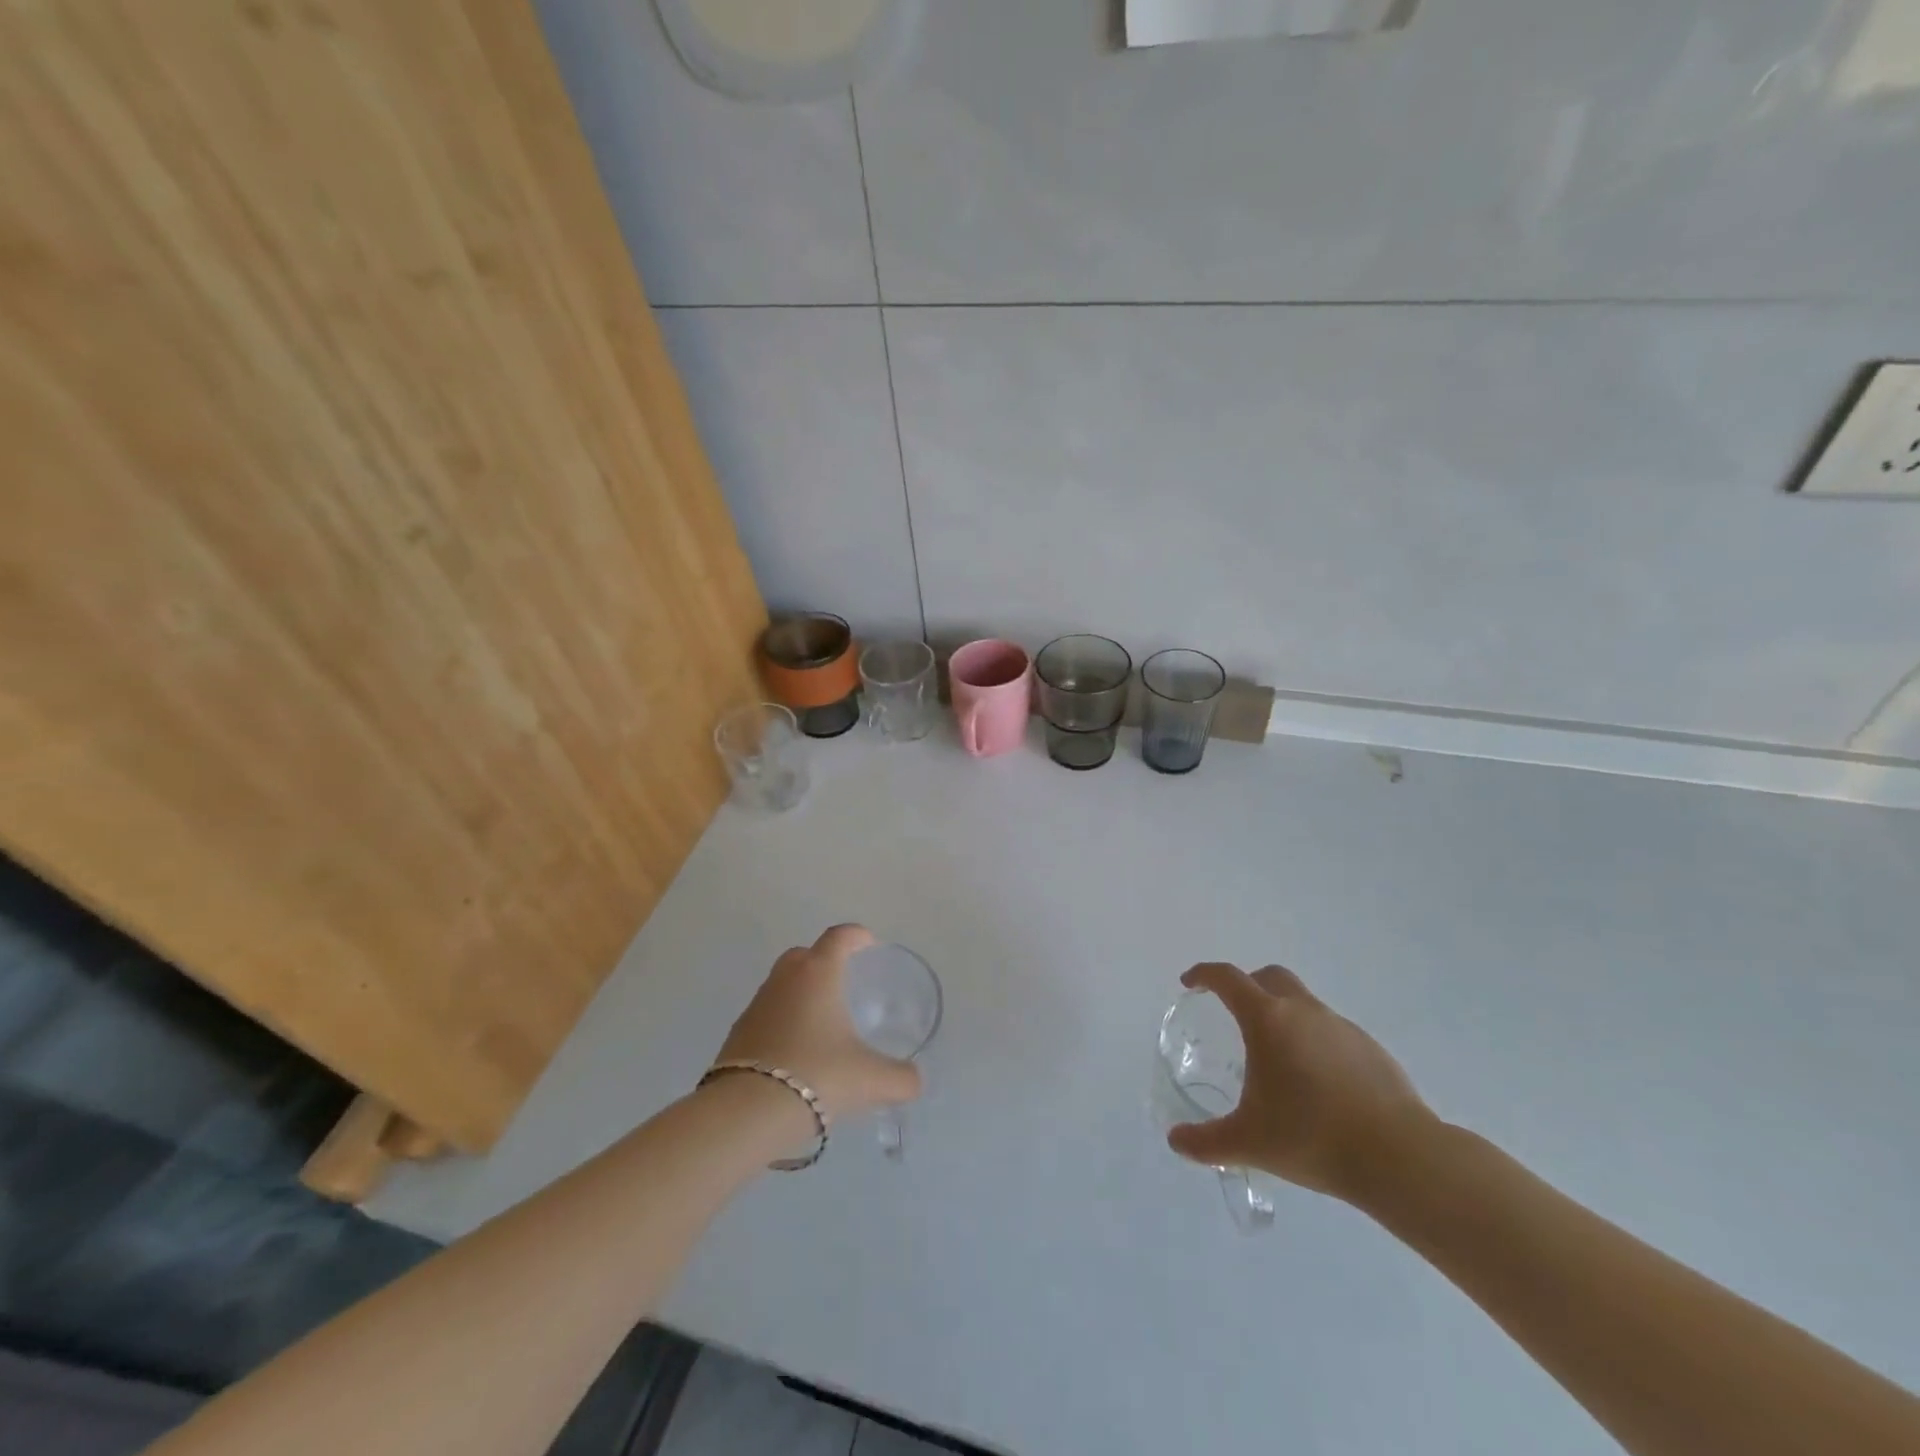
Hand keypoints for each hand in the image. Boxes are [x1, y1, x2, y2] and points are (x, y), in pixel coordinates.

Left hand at [714, 925, 922, 1122]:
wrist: (746, 1113)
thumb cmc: (817, 1076)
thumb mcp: (871, 1080)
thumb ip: (901, 1078)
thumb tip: (914, 1080)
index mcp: (818, 974)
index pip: (839, 937)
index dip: (856, 936)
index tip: (869, 944)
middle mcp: (784, 980)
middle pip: (804, 955)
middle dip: (823, 960)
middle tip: (844, 982)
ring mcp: (756, 1006)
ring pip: (781, 985)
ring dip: (800, 994)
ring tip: (821, 1023)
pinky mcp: (737, 1035)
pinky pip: (766, 1016)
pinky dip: (782, 1023)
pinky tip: (796, 1052)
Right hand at [1167, 962, 1436, 1206]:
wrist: (1399, 1157)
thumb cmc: (1311, 1137)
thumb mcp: (1248, 1143)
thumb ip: (1206, 1141)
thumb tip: (1176, 1141)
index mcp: (1267, 1019)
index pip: (1227, 978)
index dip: (1204, 975)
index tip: (1190, 984)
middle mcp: (1303, 1011)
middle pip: (1269, 976)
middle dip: (1246, 985)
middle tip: (1233, 1012)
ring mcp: (1341, 1026)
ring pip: (1303, 1003)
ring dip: (1283, 1015)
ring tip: (1277, 1058)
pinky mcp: (1370, 1048)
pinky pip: (1331, 1031)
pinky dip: (1314, 1041)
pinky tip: (1317, 1083)